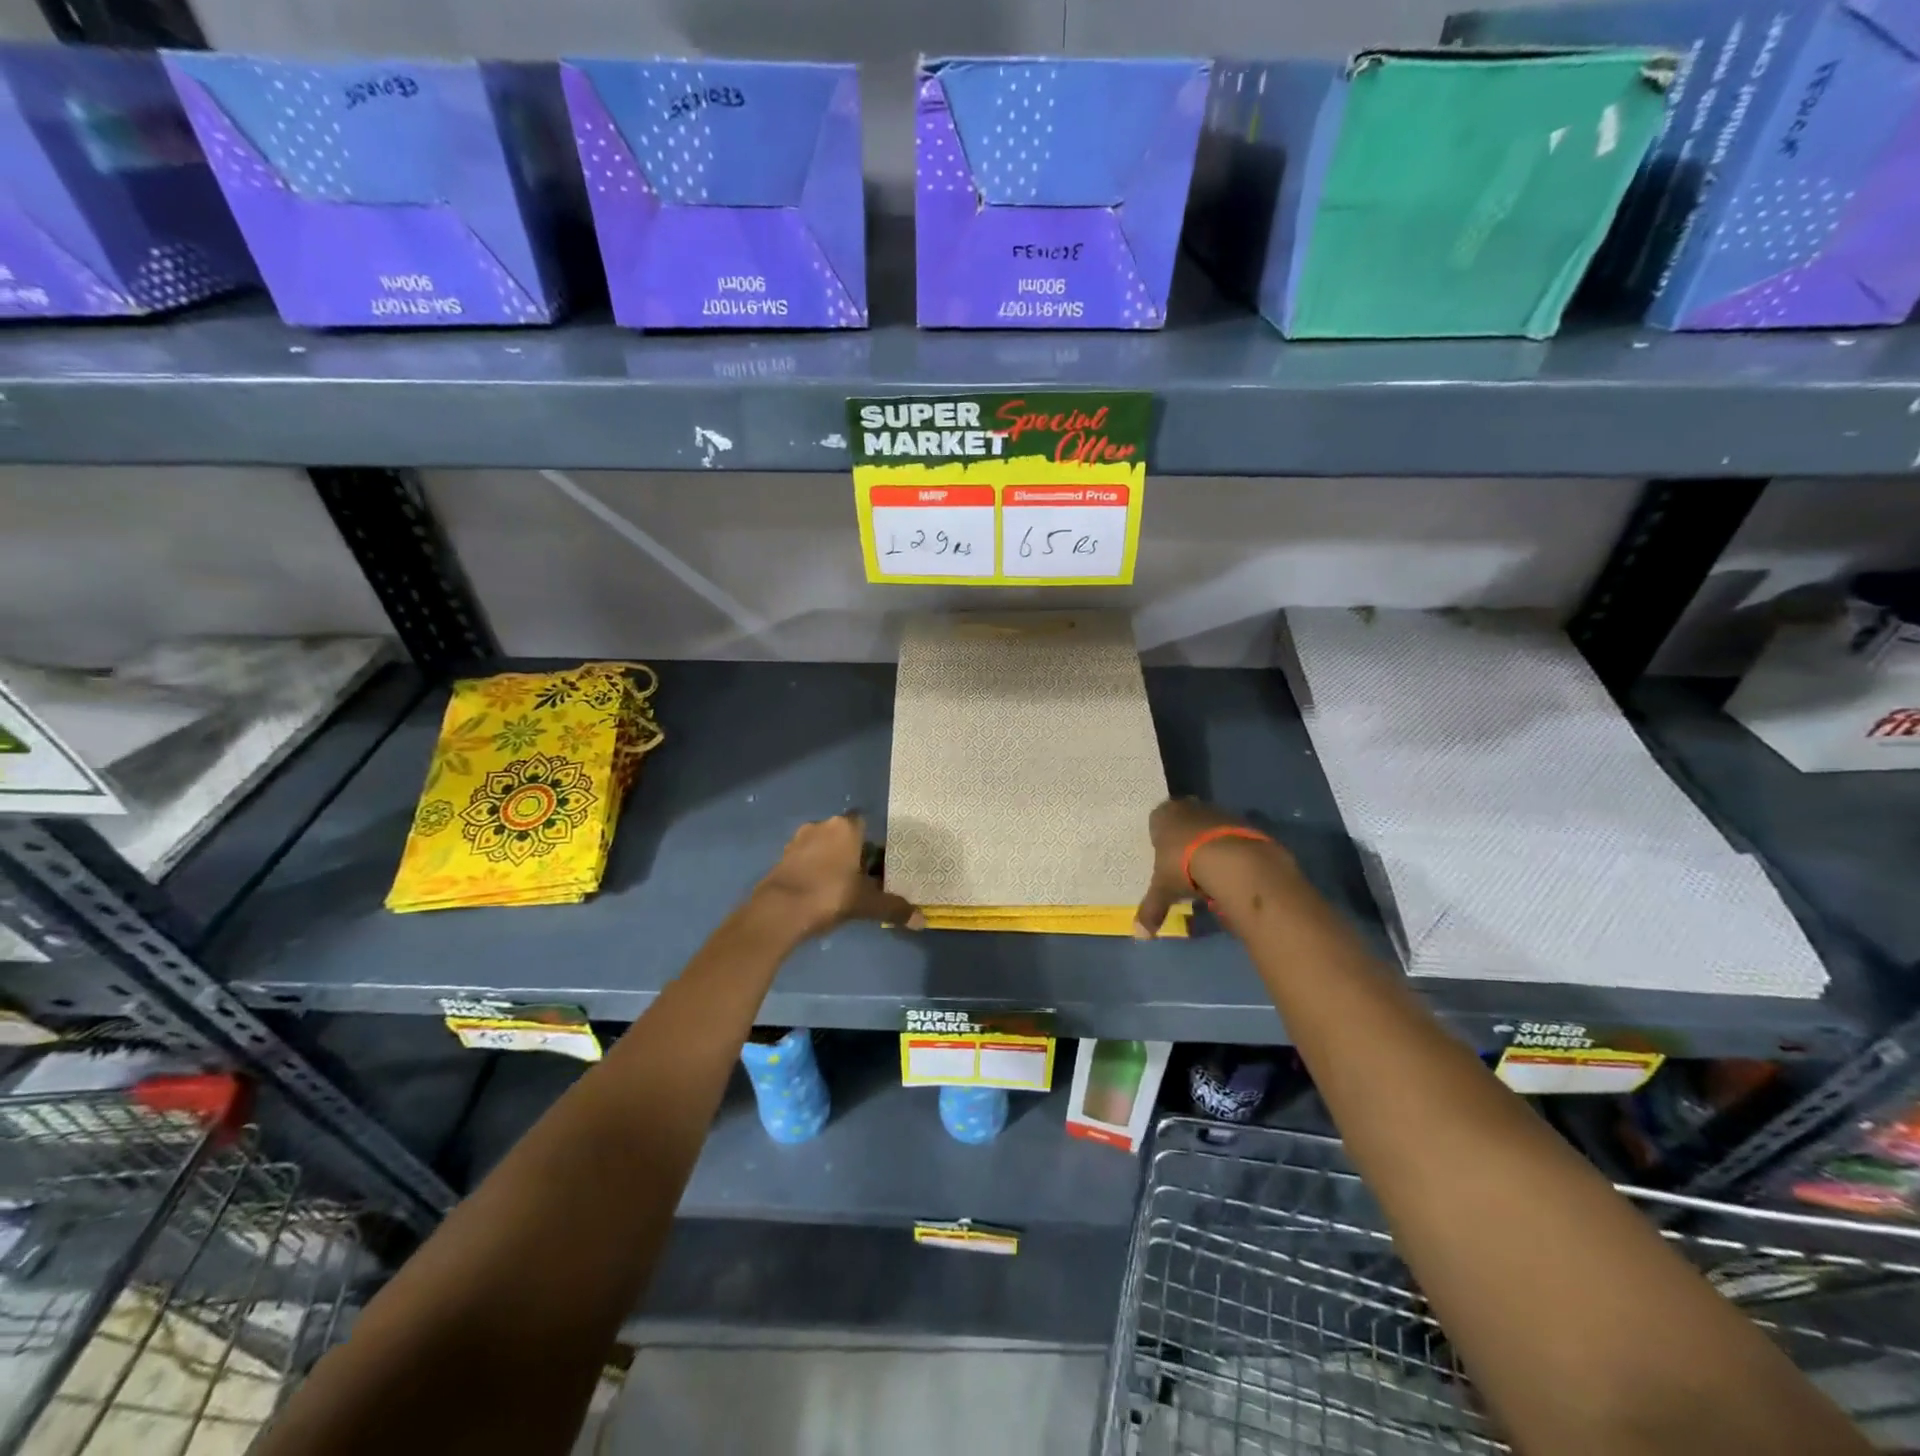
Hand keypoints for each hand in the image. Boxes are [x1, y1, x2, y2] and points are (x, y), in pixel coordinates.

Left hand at [754, 813, 922, 939]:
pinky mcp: (782, 857)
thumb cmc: (829, 895)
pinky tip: (820, 891)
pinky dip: (814, 870)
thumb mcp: (865, 903)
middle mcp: (822, 825)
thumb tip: (922, 920)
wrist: (778, 911)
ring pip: (824, 846)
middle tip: (865, 878)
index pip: (865, 823)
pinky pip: (806, 859)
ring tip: (843, 887)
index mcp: (846, 827)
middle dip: (854, 853)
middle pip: (845, 835)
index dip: (873, 842)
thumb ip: (893, 908)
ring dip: (832, 861)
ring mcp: (798, 840)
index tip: (880, 863)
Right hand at [1134, 798, 1292, 937]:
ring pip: (1207, 825)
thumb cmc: (1184, 867)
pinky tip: (1230, 867)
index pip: (1156, 821)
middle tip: (1186, 863)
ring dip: (1208, 842)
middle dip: (1184, 838)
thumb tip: (1140, 936)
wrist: (1231, 859)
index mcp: (1163, 815)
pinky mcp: (1241, 821)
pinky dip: (1228, 848)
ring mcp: (1216, 811)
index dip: (1160, 838)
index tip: (1164, 857)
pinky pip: (1229, 834)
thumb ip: (1151, 910)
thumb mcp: (1163, 891)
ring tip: (1210, 869)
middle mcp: (1188, 807)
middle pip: (1183, 820)